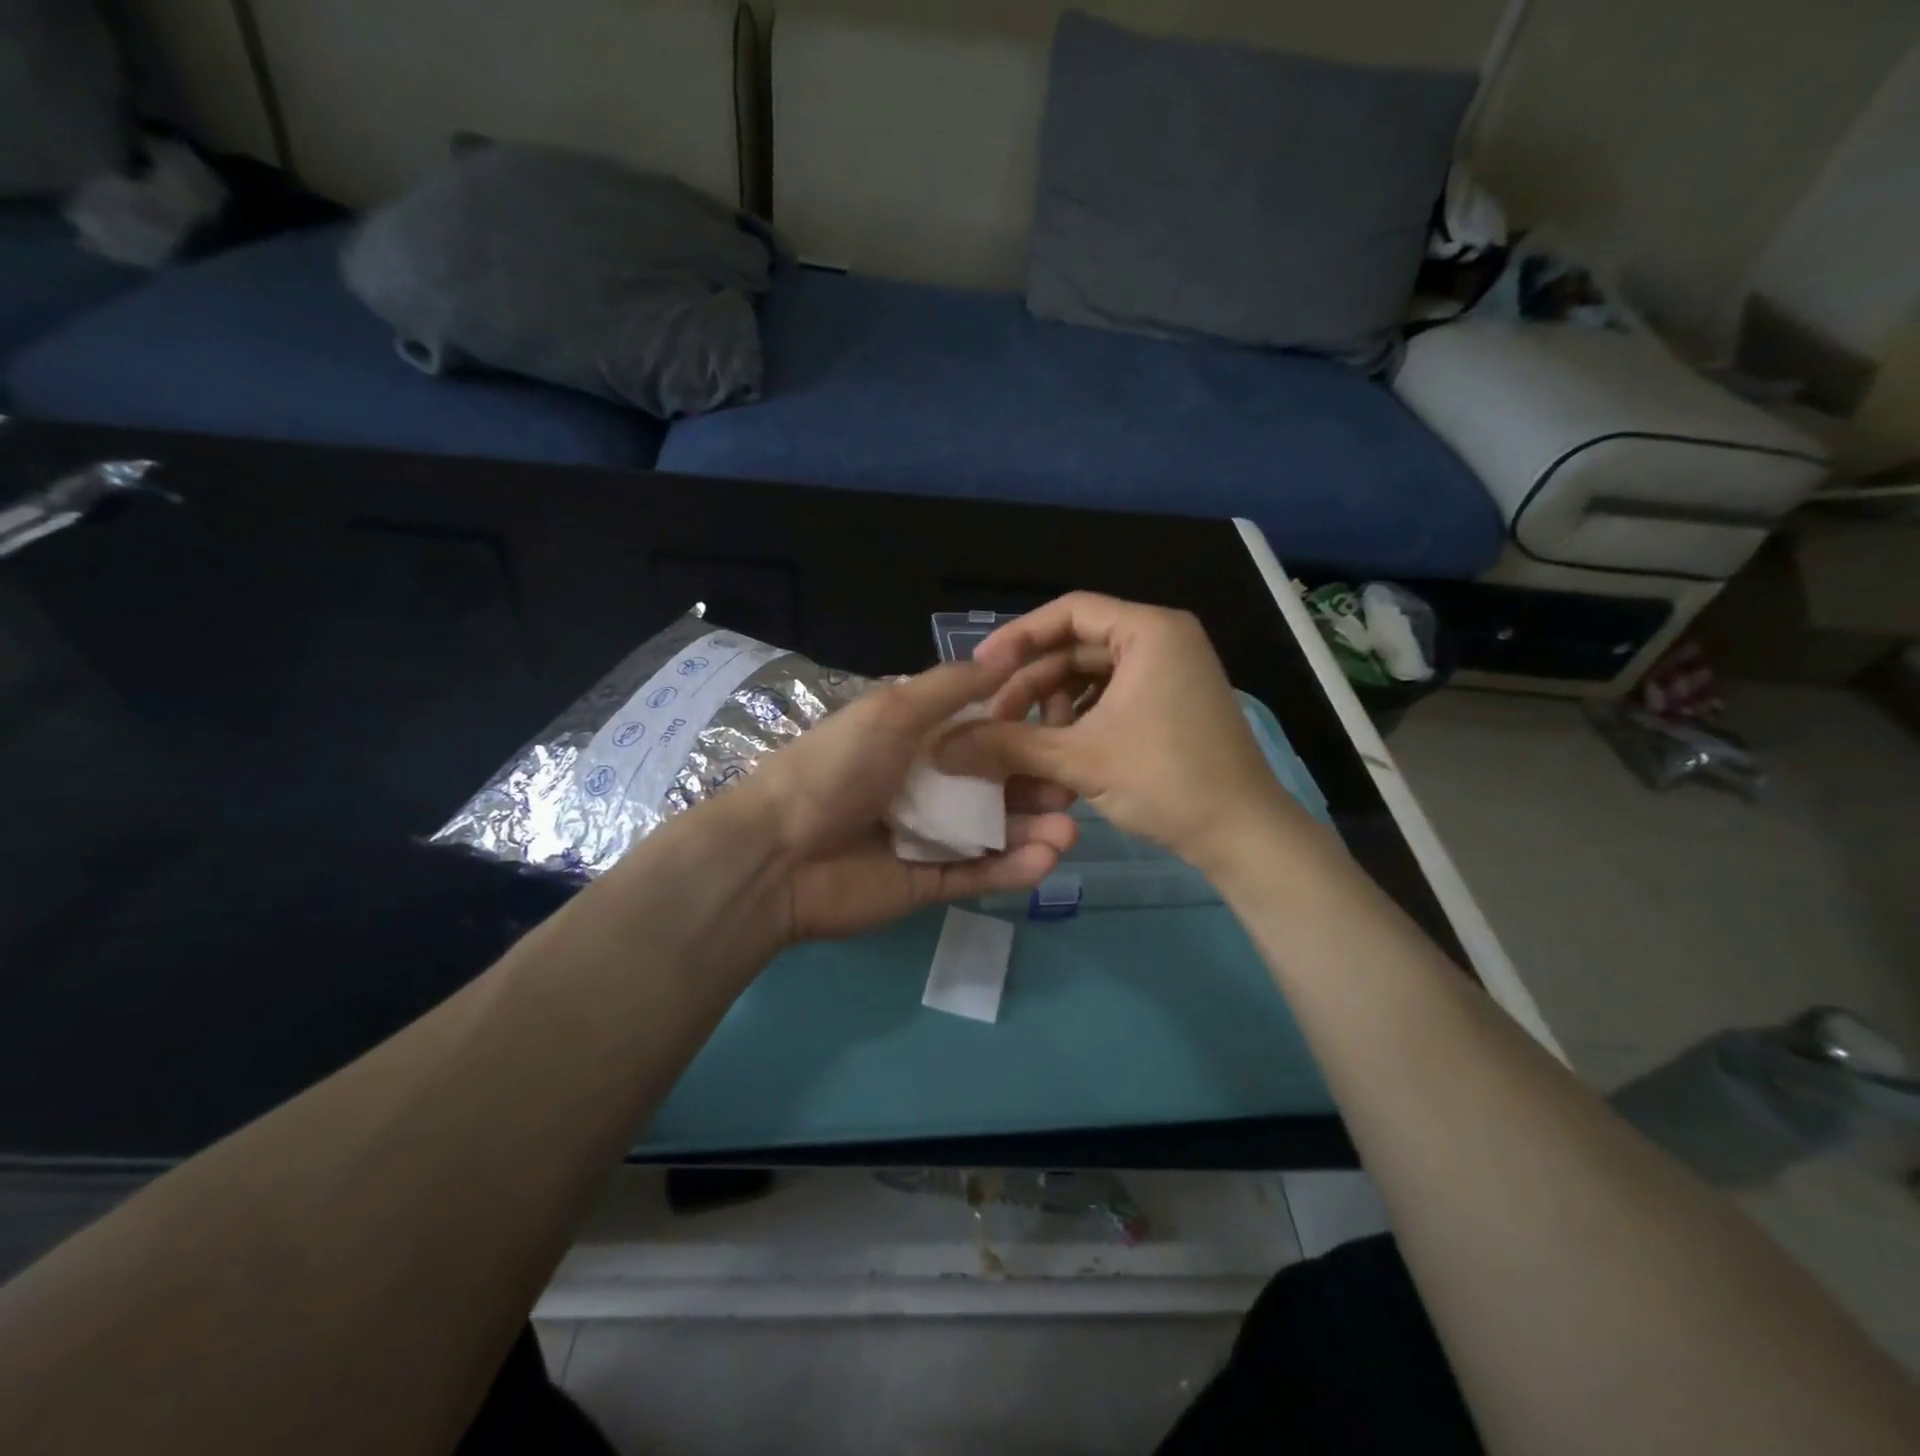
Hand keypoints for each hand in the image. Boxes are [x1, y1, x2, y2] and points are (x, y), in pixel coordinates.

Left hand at [746, 659, 1077, 942]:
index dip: (1022, 733)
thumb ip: (949, 688)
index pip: (982, 734)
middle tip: (1071, 788)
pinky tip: (1045, 860)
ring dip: (1033, 831)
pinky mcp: (928, 884)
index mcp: (916, 742)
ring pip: (994, 833)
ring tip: (1068, 830)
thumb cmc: (835, 769)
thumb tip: (1004, 655)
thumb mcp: (891, 711)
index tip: (1065, 729)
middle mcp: (928, 787)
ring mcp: (929, 838)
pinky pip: (977, 874)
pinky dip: (1011, 870)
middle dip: (1037, 787)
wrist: (777, 854)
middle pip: (996, 787)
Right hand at [939, 593, 1313, 879]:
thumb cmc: (1166, 780)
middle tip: (995, 721)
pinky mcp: (1171, 704)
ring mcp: (1170, 673)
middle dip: (1032, 685)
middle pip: (1076, 647)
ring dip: (1052, 708)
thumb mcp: (1078, 759)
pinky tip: (1057, 753)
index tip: (980, 669)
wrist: (1242, 835)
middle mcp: (1163, 640)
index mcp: (1149, 631)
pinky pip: (1111, 698)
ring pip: (1090, 677)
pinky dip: (1079, 721)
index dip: (1018, 637)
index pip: (1069, 612)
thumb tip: (942, 747)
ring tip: (1026, 746)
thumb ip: (1007, 745)